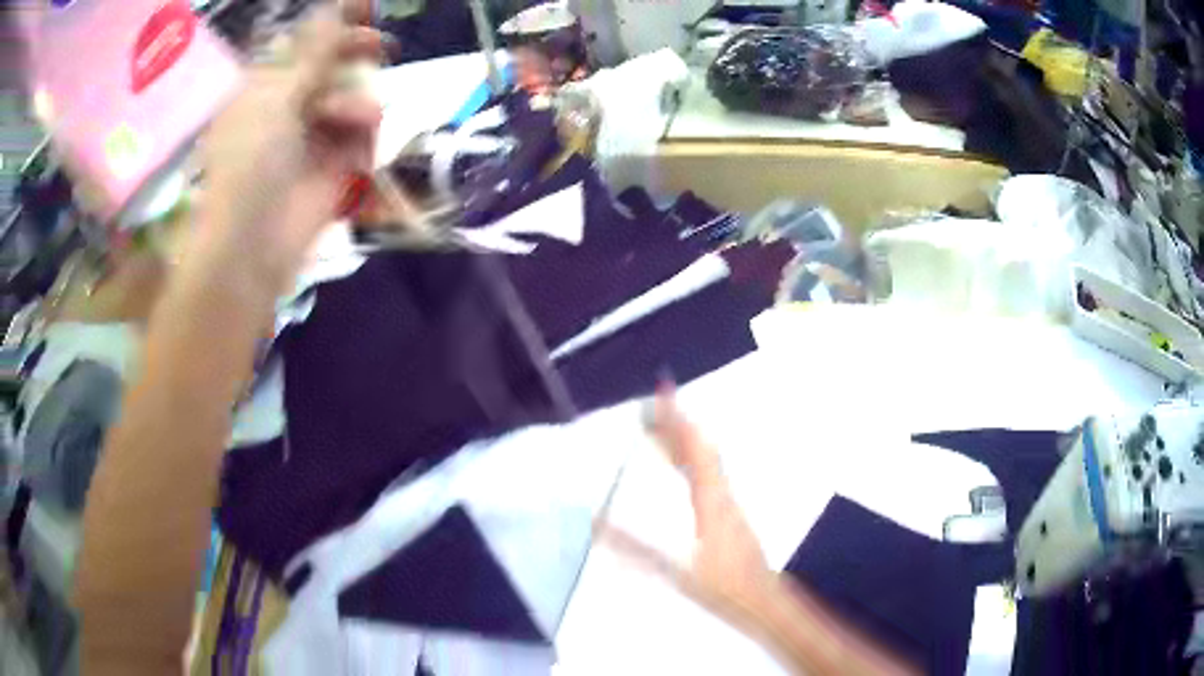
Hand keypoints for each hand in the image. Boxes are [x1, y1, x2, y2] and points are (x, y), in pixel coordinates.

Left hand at [189, 7, 382, 293]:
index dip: (334, 28)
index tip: (366, 10)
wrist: (254, 241)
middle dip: (355, 57)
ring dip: (357, 102)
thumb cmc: (253, 159)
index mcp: (265, 86)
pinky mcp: (334, 166)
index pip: (303, 45)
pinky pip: (360, 135)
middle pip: (331, 68)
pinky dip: (365, 134)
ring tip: (358, 119)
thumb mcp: (278, 93)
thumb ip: (313, 49)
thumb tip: (336, 5)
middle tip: (381, 48)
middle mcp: (288, 106)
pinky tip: (362, 141)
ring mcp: (311, 137)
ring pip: (350, 99)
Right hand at [600, 384, 775, 623]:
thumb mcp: (675, 571)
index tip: (663, 390)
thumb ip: (635, 548)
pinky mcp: (729, 515)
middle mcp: (722, 494)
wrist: (763, 601)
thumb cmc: (723, 586)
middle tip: (653, 403)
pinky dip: (690, 460)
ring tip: (660, 428)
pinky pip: (707, 475)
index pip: (693, 450)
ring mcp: (728, 504)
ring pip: (705, 462)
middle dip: (677, 424)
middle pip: (700, 449)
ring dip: (683, 440)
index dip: (677, 420)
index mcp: (711, 501)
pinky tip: (682, 468)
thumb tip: (596, 523)